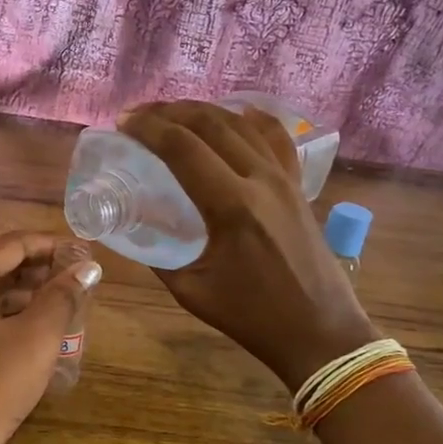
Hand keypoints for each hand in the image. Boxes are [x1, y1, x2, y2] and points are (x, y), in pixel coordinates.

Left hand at [0, 232, 101, 443]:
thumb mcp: (36, 337)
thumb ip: (62, 296)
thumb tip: (87, 267)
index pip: (10, 244)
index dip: (50, 245)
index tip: (85, 252)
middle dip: (37, 268)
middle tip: (77, 276)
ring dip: (23, 292)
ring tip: (62, 300)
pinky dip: (4, 314)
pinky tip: (33, 328)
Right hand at [119, 102, 378, 390]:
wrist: (319, 331)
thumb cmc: (252, 316)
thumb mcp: (190, 289)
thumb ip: (158, 254)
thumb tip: (134, 225)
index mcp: (231, 206)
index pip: (182, 148)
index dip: (148, 129)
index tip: (122, 123)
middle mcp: (260, 180)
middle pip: (210, 124)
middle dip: (168, 112)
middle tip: (139, 116)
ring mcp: (285, 179)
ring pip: (241, 124)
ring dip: (203, 111)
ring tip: (173, 114)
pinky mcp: (298, 186)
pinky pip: (276, 138)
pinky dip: (252, 119)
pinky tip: (237, 113)